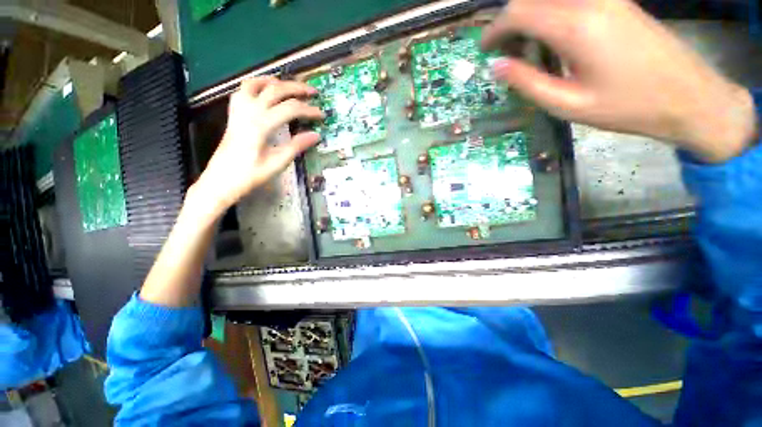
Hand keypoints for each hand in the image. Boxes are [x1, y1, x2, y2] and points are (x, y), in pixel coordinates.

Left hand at [192, 77, 323, 217]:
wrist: (220, 181)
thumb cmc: (250, 175)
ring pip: (255, 84)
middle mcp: (249, 112)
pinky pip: (242, 91)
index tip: (322, 114)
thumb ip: (296, 146)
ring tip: (290, 86)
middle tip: (312, 91)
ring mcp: (238, 111)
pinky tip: (265, 92)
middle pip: (275, 89)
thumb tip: (316, 135)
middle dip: (296, 88)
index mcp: (261, 125)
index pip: (290, 109)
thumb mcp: (277, 163)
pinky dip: (256, 86)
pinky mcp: (233, 115)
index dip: (308, 110)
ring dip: (275, 81)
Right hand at [482, 0, 757, 162]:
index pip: (519, 12)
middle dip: (509, 20)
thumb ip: (528, 83)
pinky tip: (551, 37)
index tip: (483, 49)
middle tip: (502, 51)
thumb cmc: (627, 107)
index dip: (494, 29)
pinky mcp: (617, 1)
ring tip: (524, 46)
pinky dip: (550, 12)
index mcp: (576, 27)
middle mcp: (590, 1)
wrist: (689, 96)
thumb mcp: (568, 104)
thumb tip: (497, 67)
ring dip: (529, 15)